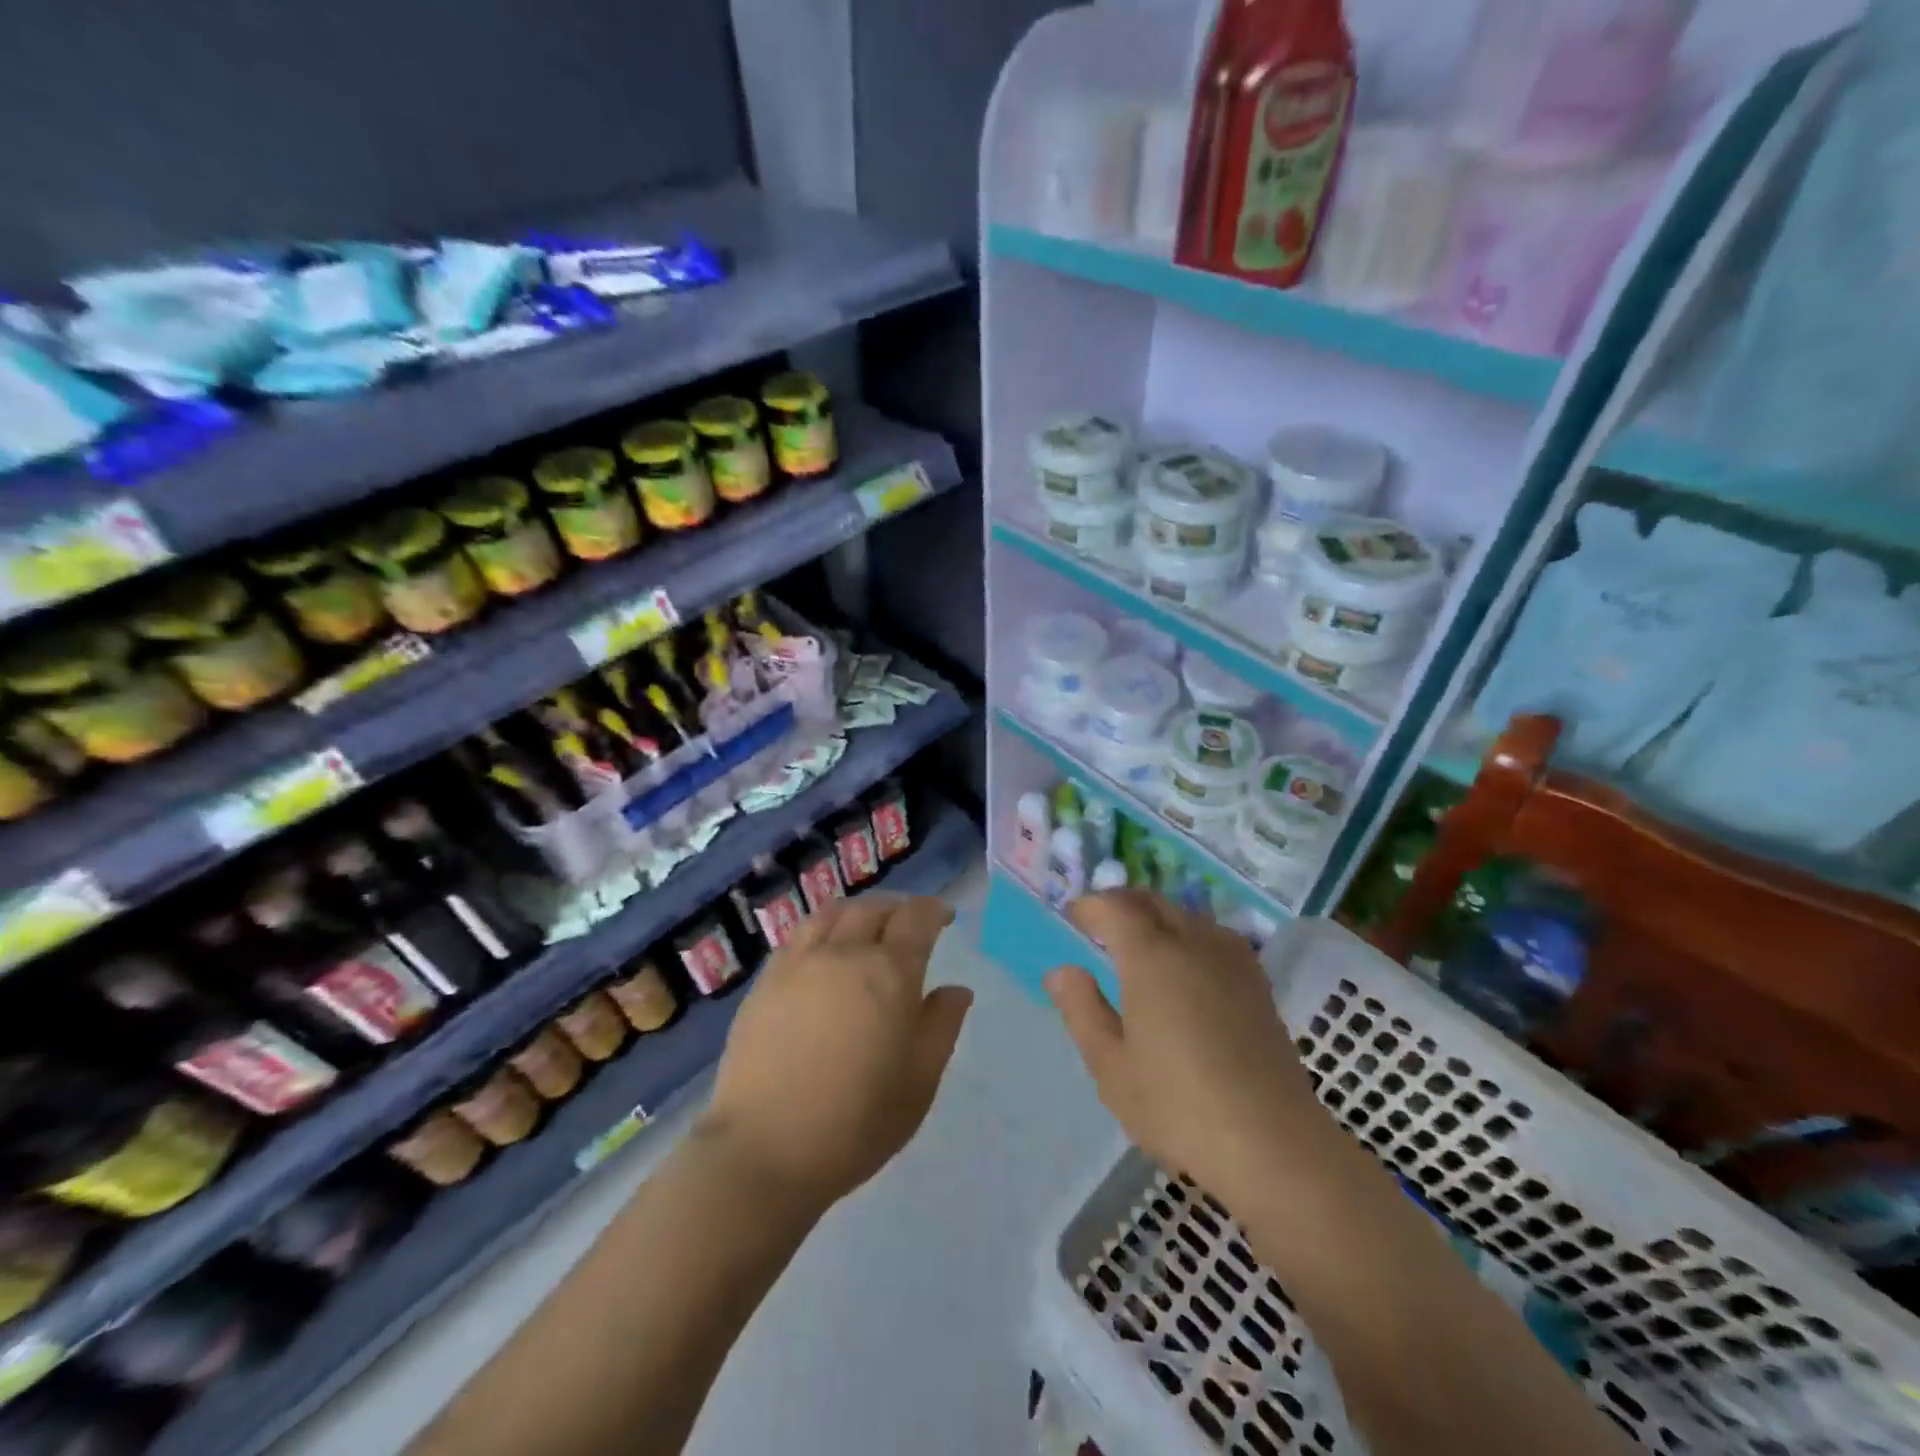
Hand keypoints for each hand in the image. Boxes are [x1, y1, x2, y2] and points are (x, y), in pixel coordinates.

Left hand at [700, 894, 971, 1211]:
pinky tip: (823, 950)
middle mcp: (844, 953)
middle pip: (873, 909)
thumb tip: (956, 989)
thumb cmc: (856, 1122)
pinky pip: (799, 935)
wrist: (764, 1149)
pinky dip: (822, 929)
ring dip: (858, 911)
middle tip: (908, 924)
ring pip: (833, 913)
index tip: (943, 917)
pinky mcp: (766, 981)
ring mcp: (799, 963)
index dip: (933, 911)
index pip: (916, 919)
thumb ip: (941, 1026)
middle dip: (898, 908)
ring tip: (866, 926)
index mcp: (889, 973)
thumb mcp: (919, 1082)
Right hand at [1047, 891, 1333, 1209]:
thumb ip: (1082, 1010)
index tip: (1072, 917)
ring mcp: (1232, 959)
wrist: (1272, 1143)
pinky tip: (1187, 965)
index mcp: (1151, 956)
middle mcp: (1193, 942)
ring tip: (1139, 942)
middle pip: (1153, 901)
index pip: (1114, 907)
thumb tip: (1061, 971)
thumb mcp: (1111, 1066)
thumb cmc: (1178, 1105)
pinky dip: (1190, 934)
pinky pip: (1215, 936)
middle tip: (1100, 923)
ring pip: (1187, 915)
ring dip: (1157, 915)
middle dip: (1122, 903)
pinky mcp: (1258, 982)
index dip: (1090, 906)